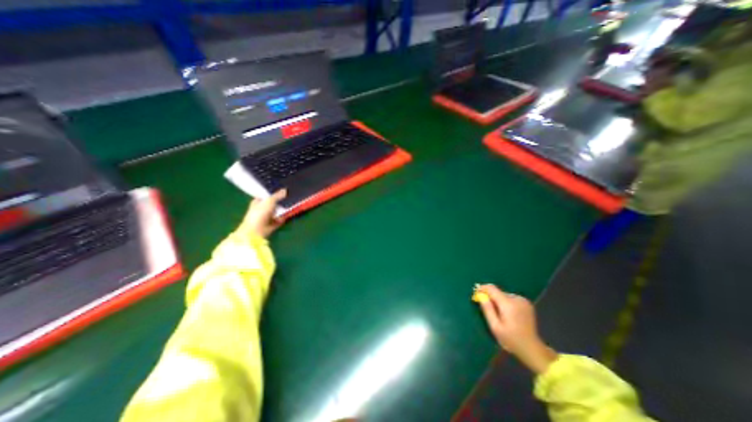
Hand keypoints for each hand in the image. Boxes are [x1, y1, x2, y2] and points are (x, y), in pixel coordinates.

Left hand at [241, 189, 287, 238]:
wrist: (257, 231)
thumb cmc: (260, 213)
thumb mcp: (269, 201)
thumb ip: (277, 195)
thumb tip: (285, 190)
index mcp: (258, 201)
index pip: (266, 195)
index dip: (273, 192)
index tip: (283, 189)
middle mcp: (263, 208)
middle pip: (274, 202)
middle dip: (281, 200)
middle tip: (291, 195)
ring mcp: (268, 217)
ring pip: (278, 210)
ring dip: (284, 208)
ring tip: (293, 202)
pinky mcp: (274, 223)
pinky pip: (282, 218)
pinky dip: (286, 216)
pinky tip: (292, 212)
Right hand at [478, 288, 554, 372]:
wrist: (532, 349)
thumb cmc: (511, 340)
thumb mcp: (495, 326)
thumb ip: (487, 309)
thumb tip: (480, 295)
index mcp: (508, 304)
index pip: (492, 288)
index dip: (482, 289)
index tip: (476, 294)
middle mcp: (516, 299)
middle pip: (498, 292)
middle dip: (490, 297)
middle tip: (487, 308)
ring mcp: (523, 300)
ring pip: (504, 295)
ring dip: (498, 300)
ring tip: (499, 313)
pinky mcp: (527, 303)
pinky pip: (511, 298)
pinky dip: (506, 302)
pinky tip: (508, 313)